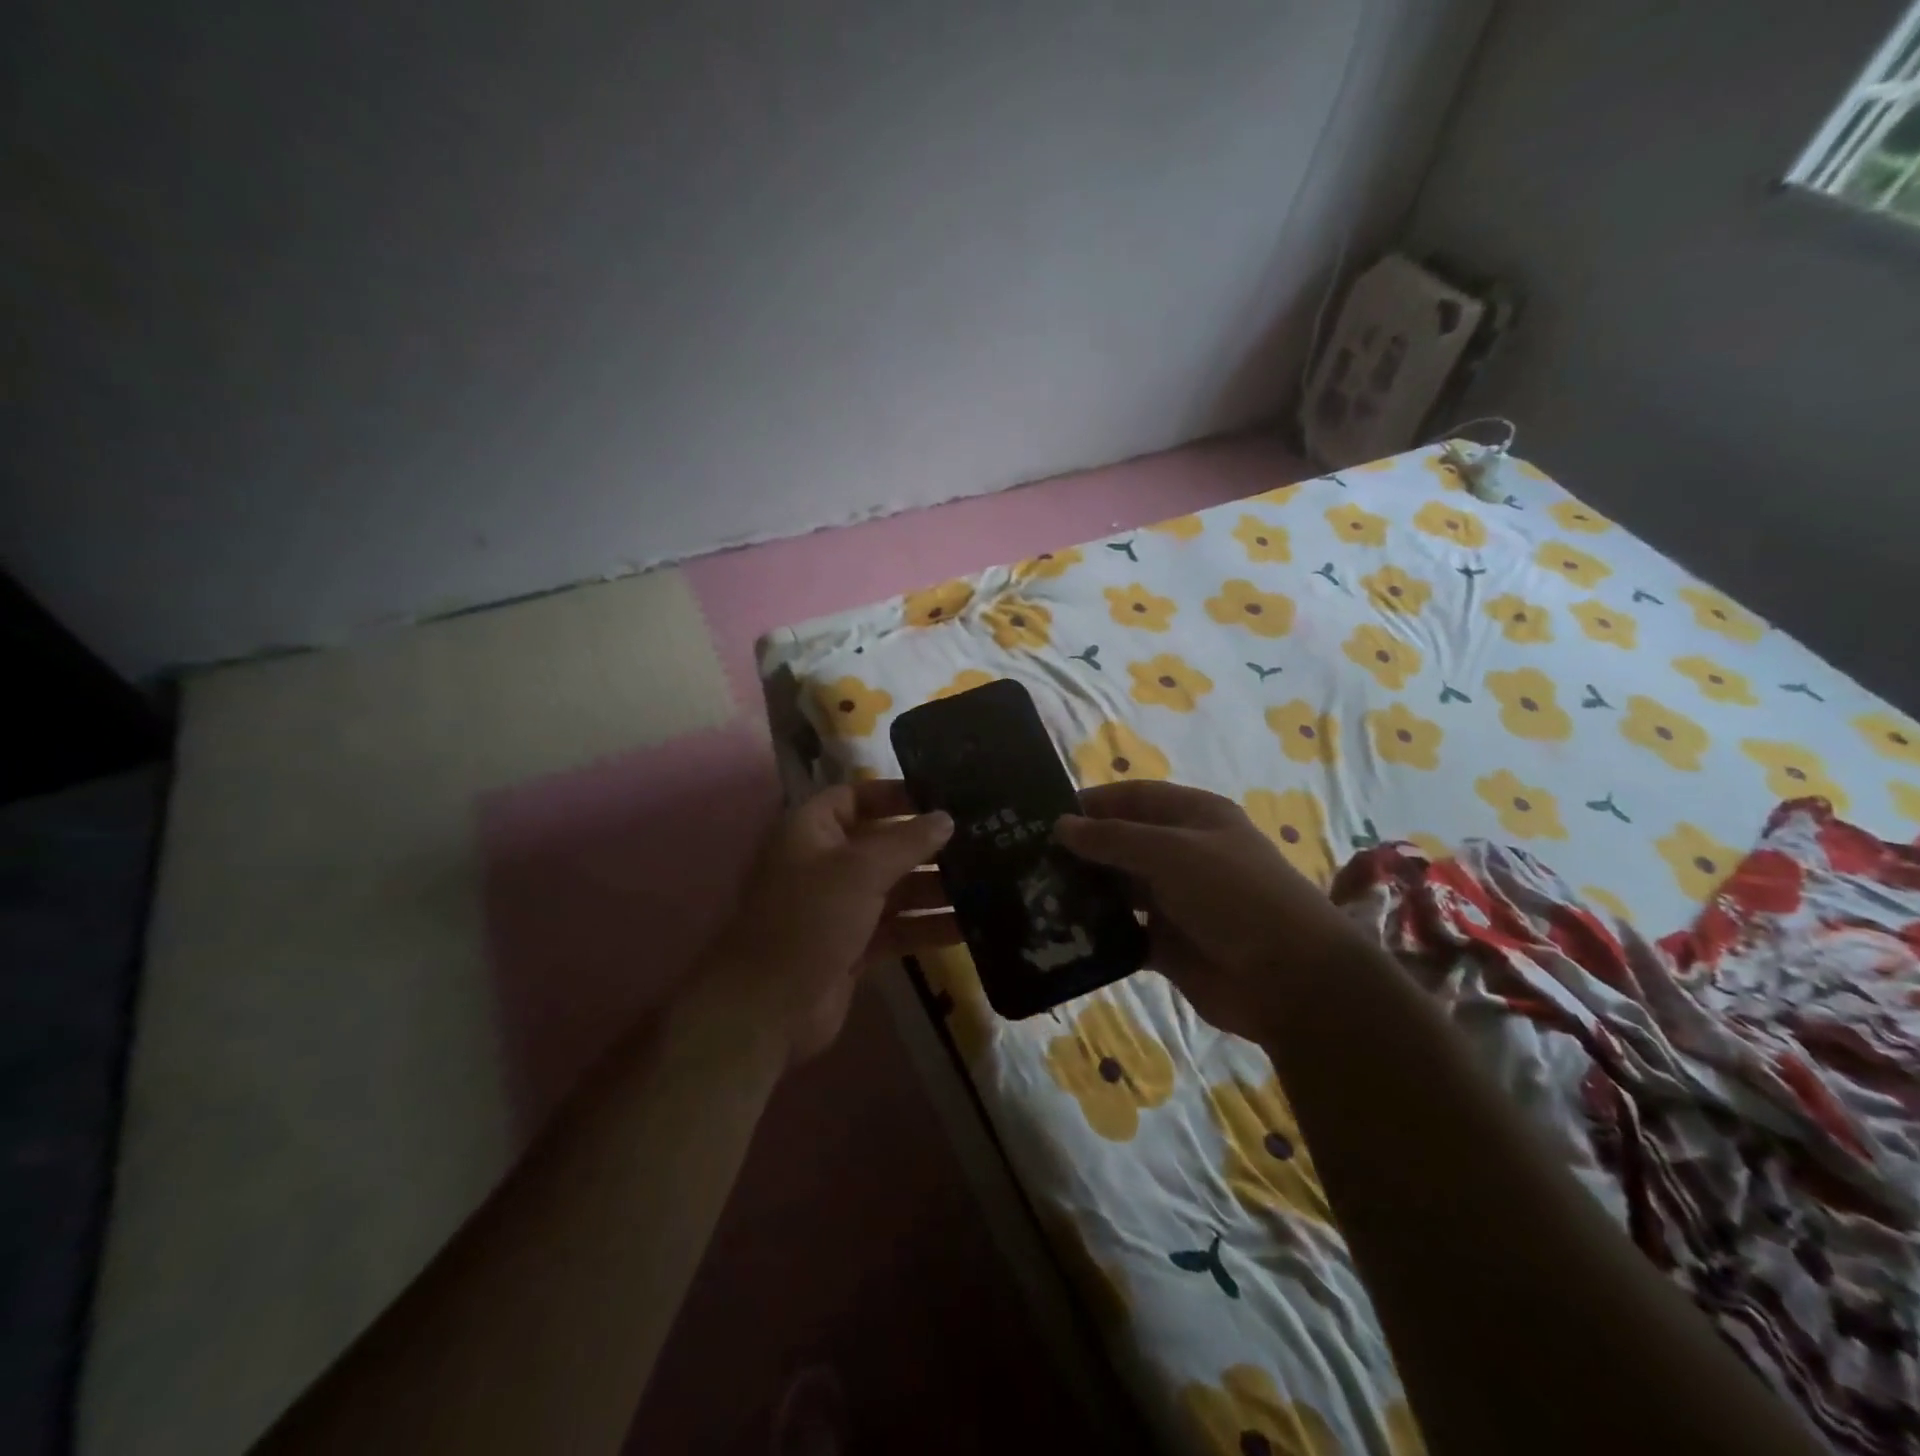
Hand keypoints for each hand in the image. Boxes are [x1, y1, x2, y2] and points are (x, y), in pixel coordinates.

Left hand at [702, 781, 956, 1066]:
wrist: (768, 1008)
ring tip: (989, 883)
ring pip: (896, 888)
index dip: (895, 794)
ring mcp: (841, 907)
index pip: (856, 797)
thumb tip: (946, 817)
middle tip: (982, 840)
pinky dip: (929, 926)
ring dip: (936, 887)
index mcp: (813, 831)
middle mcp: (826, 864)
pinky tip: (970, 926)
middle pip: (884, 844)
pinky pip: (899, 927)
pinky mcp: (856, 946)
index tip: (942, 796)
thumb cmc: (809, 920)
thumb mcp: (859, 870)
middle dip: (928, 845)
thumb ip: (906, 841)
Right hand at [1056, 781, 1361, 1041]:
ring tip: (1035, 895)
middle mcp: (1182, 853)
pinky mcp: (1167, 943)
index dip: (1092, 803)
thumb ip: (1113, 838)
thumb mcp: (1172, 852)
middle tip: (1027, 860)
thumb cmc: (1234, 895)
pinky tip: (1061, 933)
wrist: (1290, 979)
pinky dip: (1097, 931)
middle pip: (1122, 843)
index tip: (1043, 815)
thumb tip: (1060, 825)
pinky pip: (1123, 931)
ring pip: (1118, 888)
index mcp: (1193, 817)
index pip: (1133, 797)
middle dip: (1081, 849)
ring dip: (1085, 891)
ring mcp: (1175, 900)